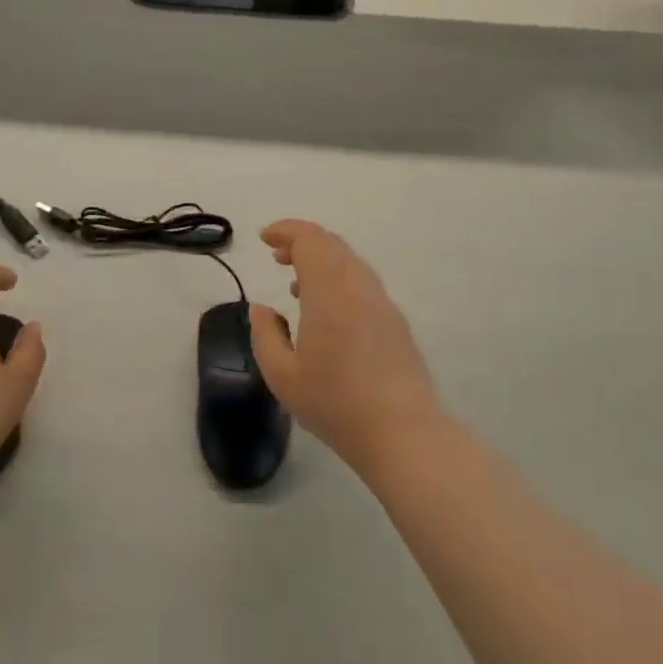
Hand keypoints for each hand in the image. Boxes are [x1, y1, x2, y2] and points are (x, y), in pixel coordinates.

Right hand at [248, 220, 441, 474]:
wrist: (402, 433)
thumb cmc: (335, 405)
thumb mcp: (282, 375)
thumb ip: (265, 334)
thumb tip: (260, 308)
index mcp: (330, 293)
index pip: (310, 240)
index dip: (286, 231)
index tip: (264, 239)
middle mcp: (359, 287)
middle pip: (332, 244)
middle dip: (302, 241)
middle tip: (277, 256)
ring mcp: (382, 302)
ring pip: (350, 261)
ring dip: (322, 260)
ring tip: (297, 284)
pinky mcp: (396, 321)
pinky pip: (363, 282)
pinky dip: (339, 278)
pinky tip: (326, 310)